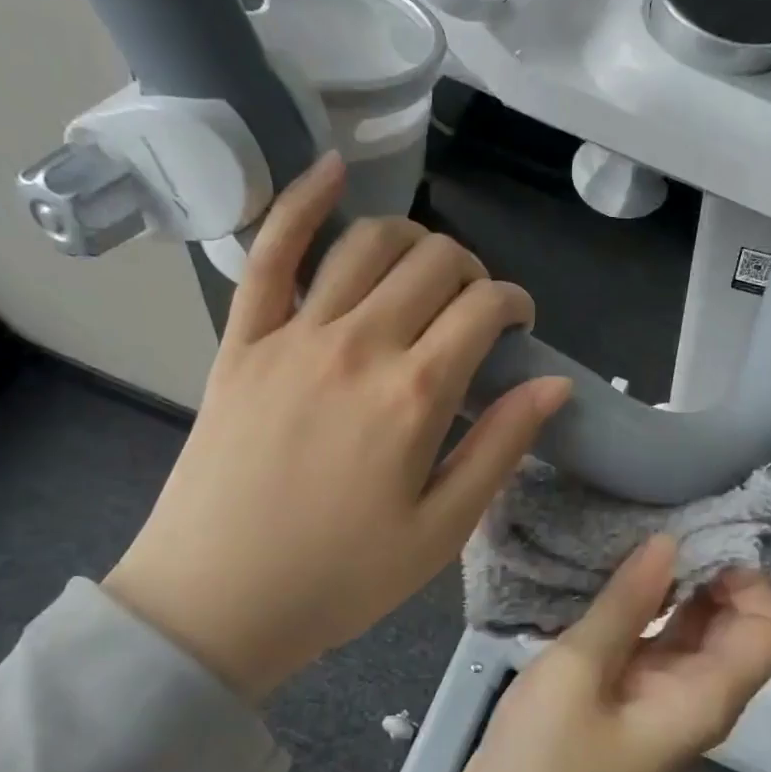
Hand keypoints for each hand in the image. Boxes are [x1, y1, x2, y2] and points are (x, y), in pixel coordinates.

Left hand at [104, 155, 570, 700]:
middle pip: (434, 263)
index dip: (514, 304)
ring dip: (412, 238)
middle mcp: (359, 344)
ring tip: (424, 267)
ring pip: (367, 243)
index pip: (484, 308)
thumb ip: (501, 447)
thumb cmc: (341, 578)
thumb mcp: (442, 530)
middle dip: (471, 272)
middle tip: (474, 309)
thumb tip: (556, 384)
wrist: (215, 603)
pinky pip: (269, 251)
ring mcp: (293, 335)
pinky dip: (301, 201)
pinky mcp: (242, 340)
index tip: (519, 326)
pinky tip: (332, 168)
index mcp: (414, 395)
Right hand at [445, 535, 770, 771]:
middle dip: (714, 567)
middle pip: (738, 620)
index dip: (750, 577)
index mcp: (706, 694)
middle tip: (663, 518)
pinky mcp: (632, 695)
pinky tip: (613, 572)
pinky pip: (659, 638)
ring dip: (679, 581)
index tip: (699, 535)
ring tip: (637, 534)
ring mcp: (664, 695)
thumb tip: (668, 542)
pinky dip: (649, 603)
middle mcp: (699, 692)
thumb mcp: (577, 673)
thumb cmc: (543, 768)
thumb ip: (626, 604)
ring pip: (696, 626)